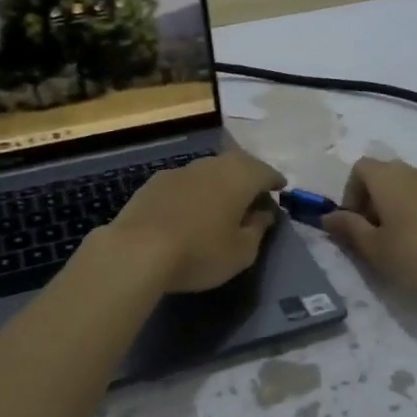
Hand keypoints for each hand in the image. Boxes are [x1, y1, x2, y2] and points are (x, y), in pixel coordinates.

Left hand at [101, 148, 286, 293]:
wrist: (136, 250)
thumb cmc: (200, 252)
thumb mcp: (241, 252)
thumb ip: (257, 230)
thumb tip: (263, 214)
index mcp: (239, 177)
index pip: (265, 172)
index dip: (275, 181)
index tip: (280, 189)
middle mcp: (211, 165)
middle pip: (236, 164)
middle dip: (248, 176)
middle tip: (254, 193)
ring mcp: (179, 171)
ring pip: (208, 171)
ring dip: (219, 183)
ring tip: (223, 201)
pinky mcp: (153, 183)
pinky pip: (185, 182)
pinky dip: (195, 191)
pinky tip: (191, 208)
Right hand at [323, 158, 416, 295]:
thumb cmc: (413, 252)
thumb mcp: (372, 247)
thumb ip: (348, 228)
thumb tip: (328, 216)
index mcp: (387, 177)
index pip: (359, 168)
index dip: (350, 193)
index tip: (354, 222)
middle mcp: (412, 172)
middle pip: (382, 175)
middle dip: (371, 200)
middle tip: (372, 233)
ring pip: (405, 187)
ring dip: (394, 207)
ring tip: (396, 240)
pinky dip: (415, 213)